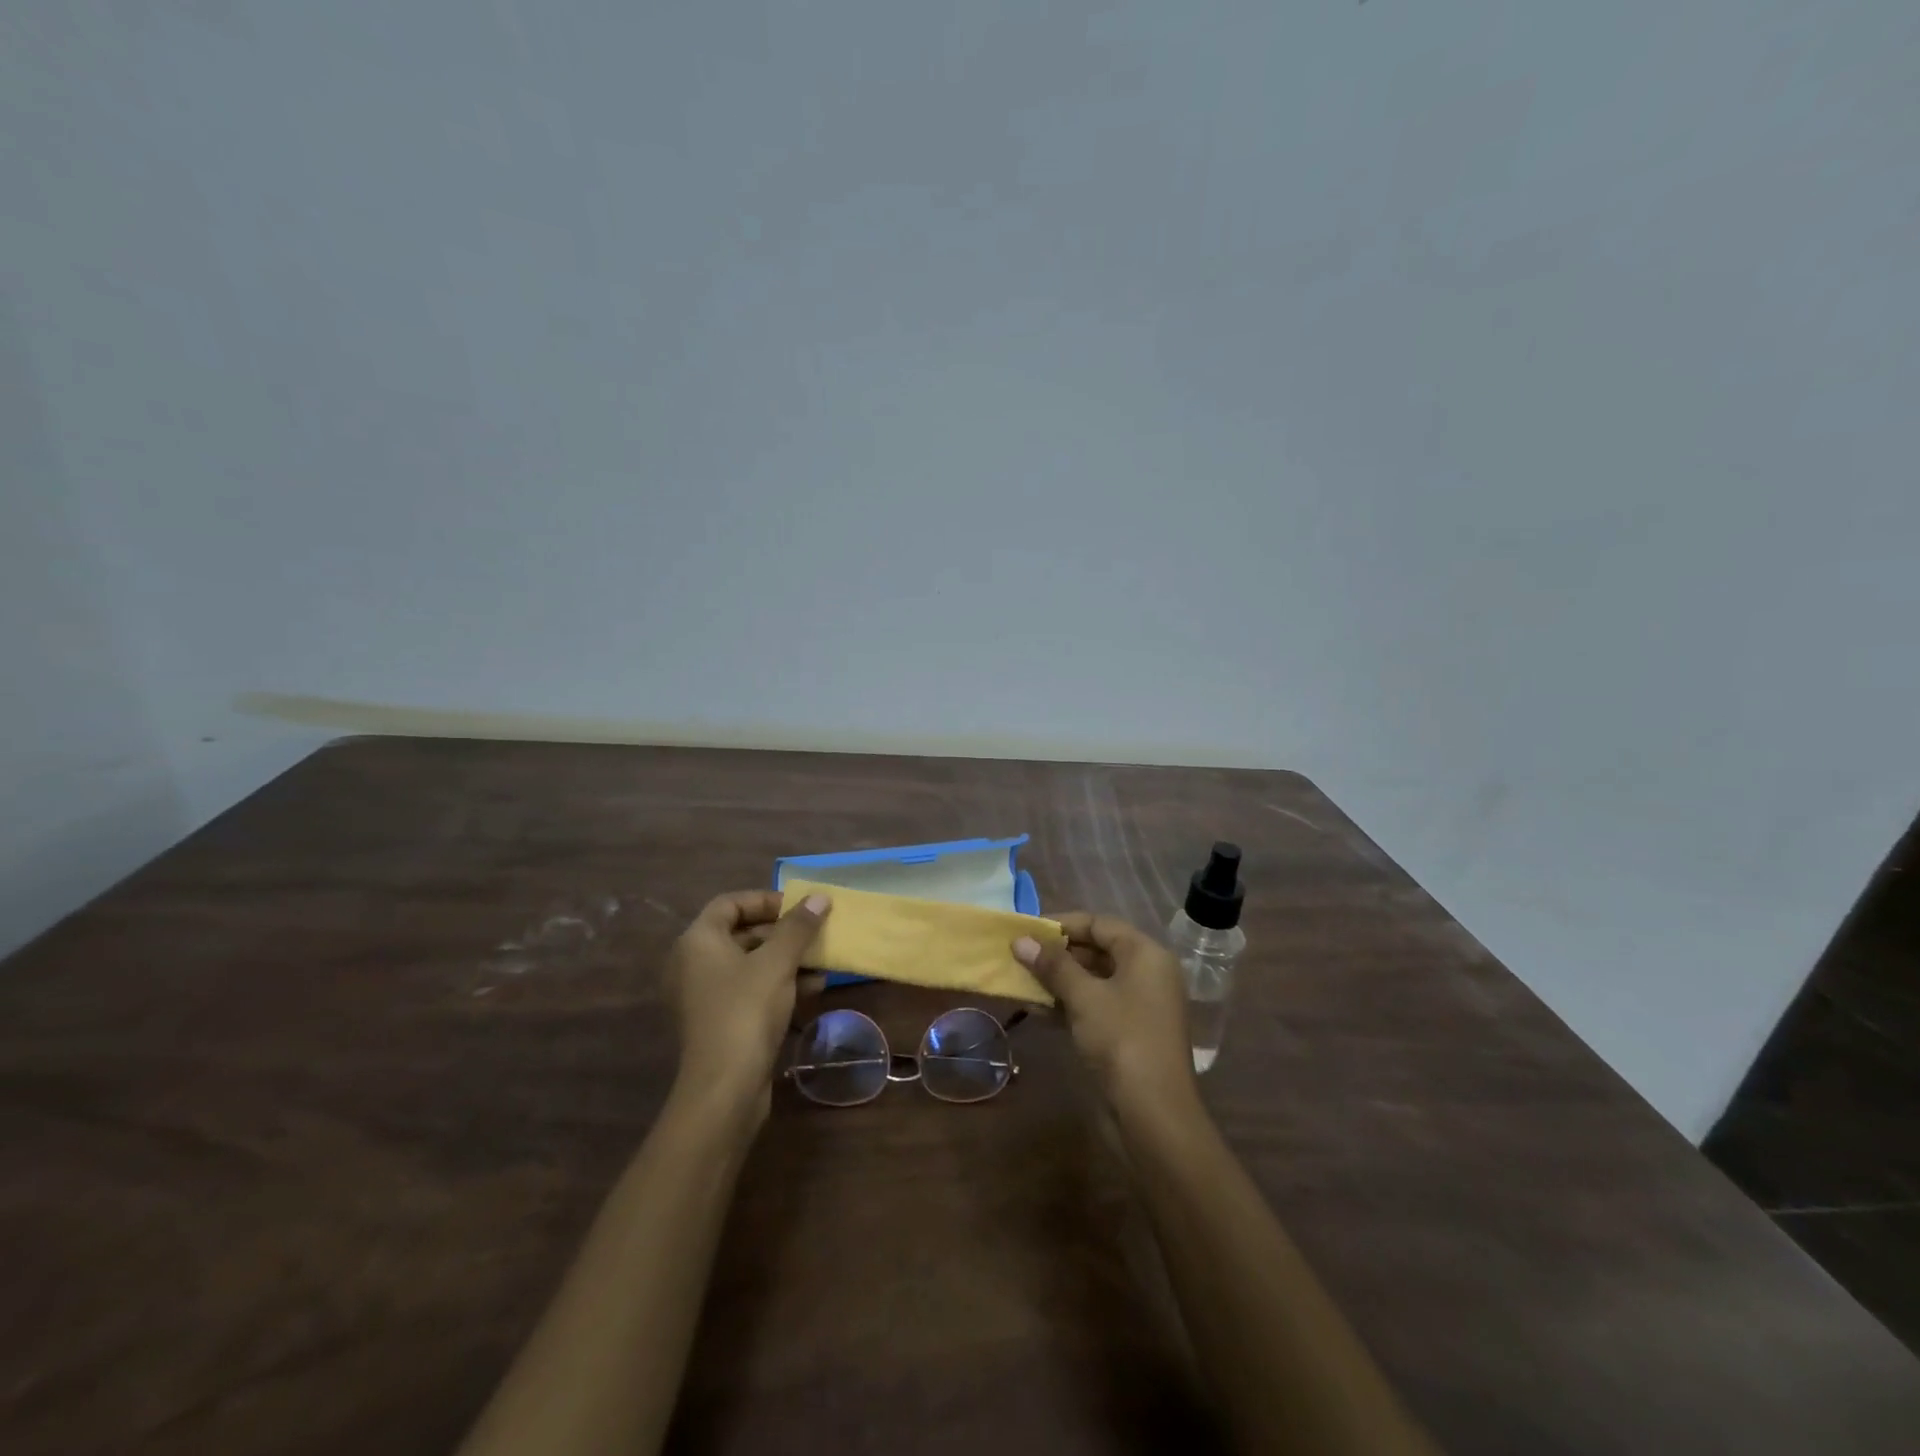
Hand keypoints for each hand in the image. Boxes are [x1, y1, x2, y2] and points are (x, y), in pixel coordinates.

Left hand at [665, 890, 829, 1121]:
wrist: (725, 1087)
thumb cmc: (746, 1010)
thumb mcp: (778, 962)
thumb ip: (798, 927)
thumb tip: (819, 897)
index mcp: (698, 941)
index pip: (730, 903)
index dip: (765, 900)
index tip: (799, 907)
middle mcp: (694, 963)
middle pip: (741, 933)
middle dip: (782, 931)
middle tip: (815, 931)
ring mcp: (706, 995)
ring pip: (751, 963)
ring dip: (787, 958)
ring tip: (822, 959)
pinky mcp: (720, 1021)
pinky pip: (751, 989)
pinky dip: (780, 983)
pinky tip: (814, 987)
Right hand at [1014, 914, 1197, 1113]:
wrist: (1153, 1115)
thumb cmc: (1122, 1040)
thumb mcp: (1084, 997)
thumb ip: (1052, 965)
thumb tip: (1021, 941)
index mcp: (1145, 954)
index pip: (1100, 924)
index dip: (1063, 924)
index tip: (1027, 930)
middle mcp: (1146, 974)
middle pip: (1096, 950)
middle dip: (1057, 954)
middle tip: (1019, 956)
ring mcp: (1138, 1006)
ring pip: (1092, 981)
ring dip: (1057, 980)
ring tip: (1020, 981)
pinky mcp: (1127, 1033)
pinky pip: (1093, 1006)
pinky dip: (1066, 1004)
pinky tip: (1035, 1009)